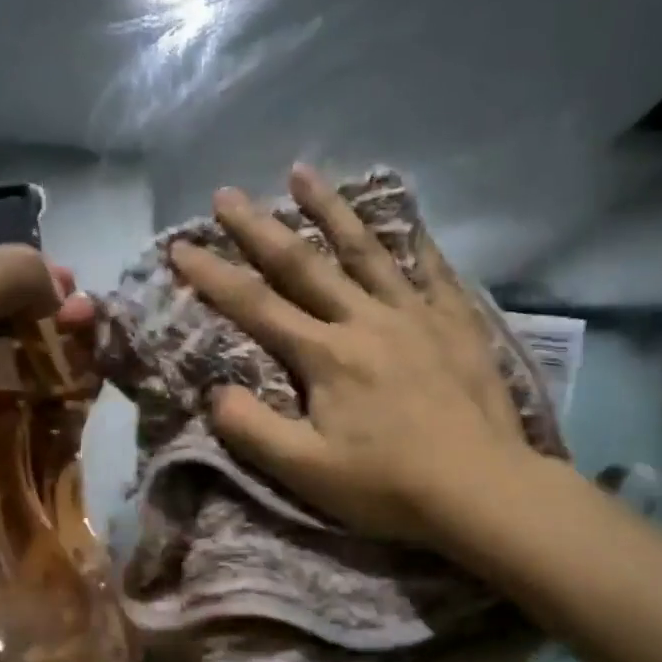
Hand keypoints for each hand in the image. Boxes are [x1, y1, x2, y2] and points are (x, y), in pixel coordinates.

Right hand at [169, 165, 543, 551]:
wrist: (482, 490)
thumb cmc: (388, 485)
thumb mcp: (306, 471)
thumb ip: (252, 430)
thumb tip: (213, 393)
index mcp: (326, 355)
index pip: (256, 305)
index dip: (213, 276)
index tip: (180, 246)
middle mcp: (365, 320)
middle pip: (304, 264)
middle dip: (259, 228)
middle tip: (226, 194)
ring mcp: (415, 316)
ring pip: (366, 251)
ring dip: (330, 210)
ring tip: (302, 172)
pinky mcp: (456, 323)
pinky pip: (432, 270)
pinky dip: (415, 240)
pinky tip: (405, 218)